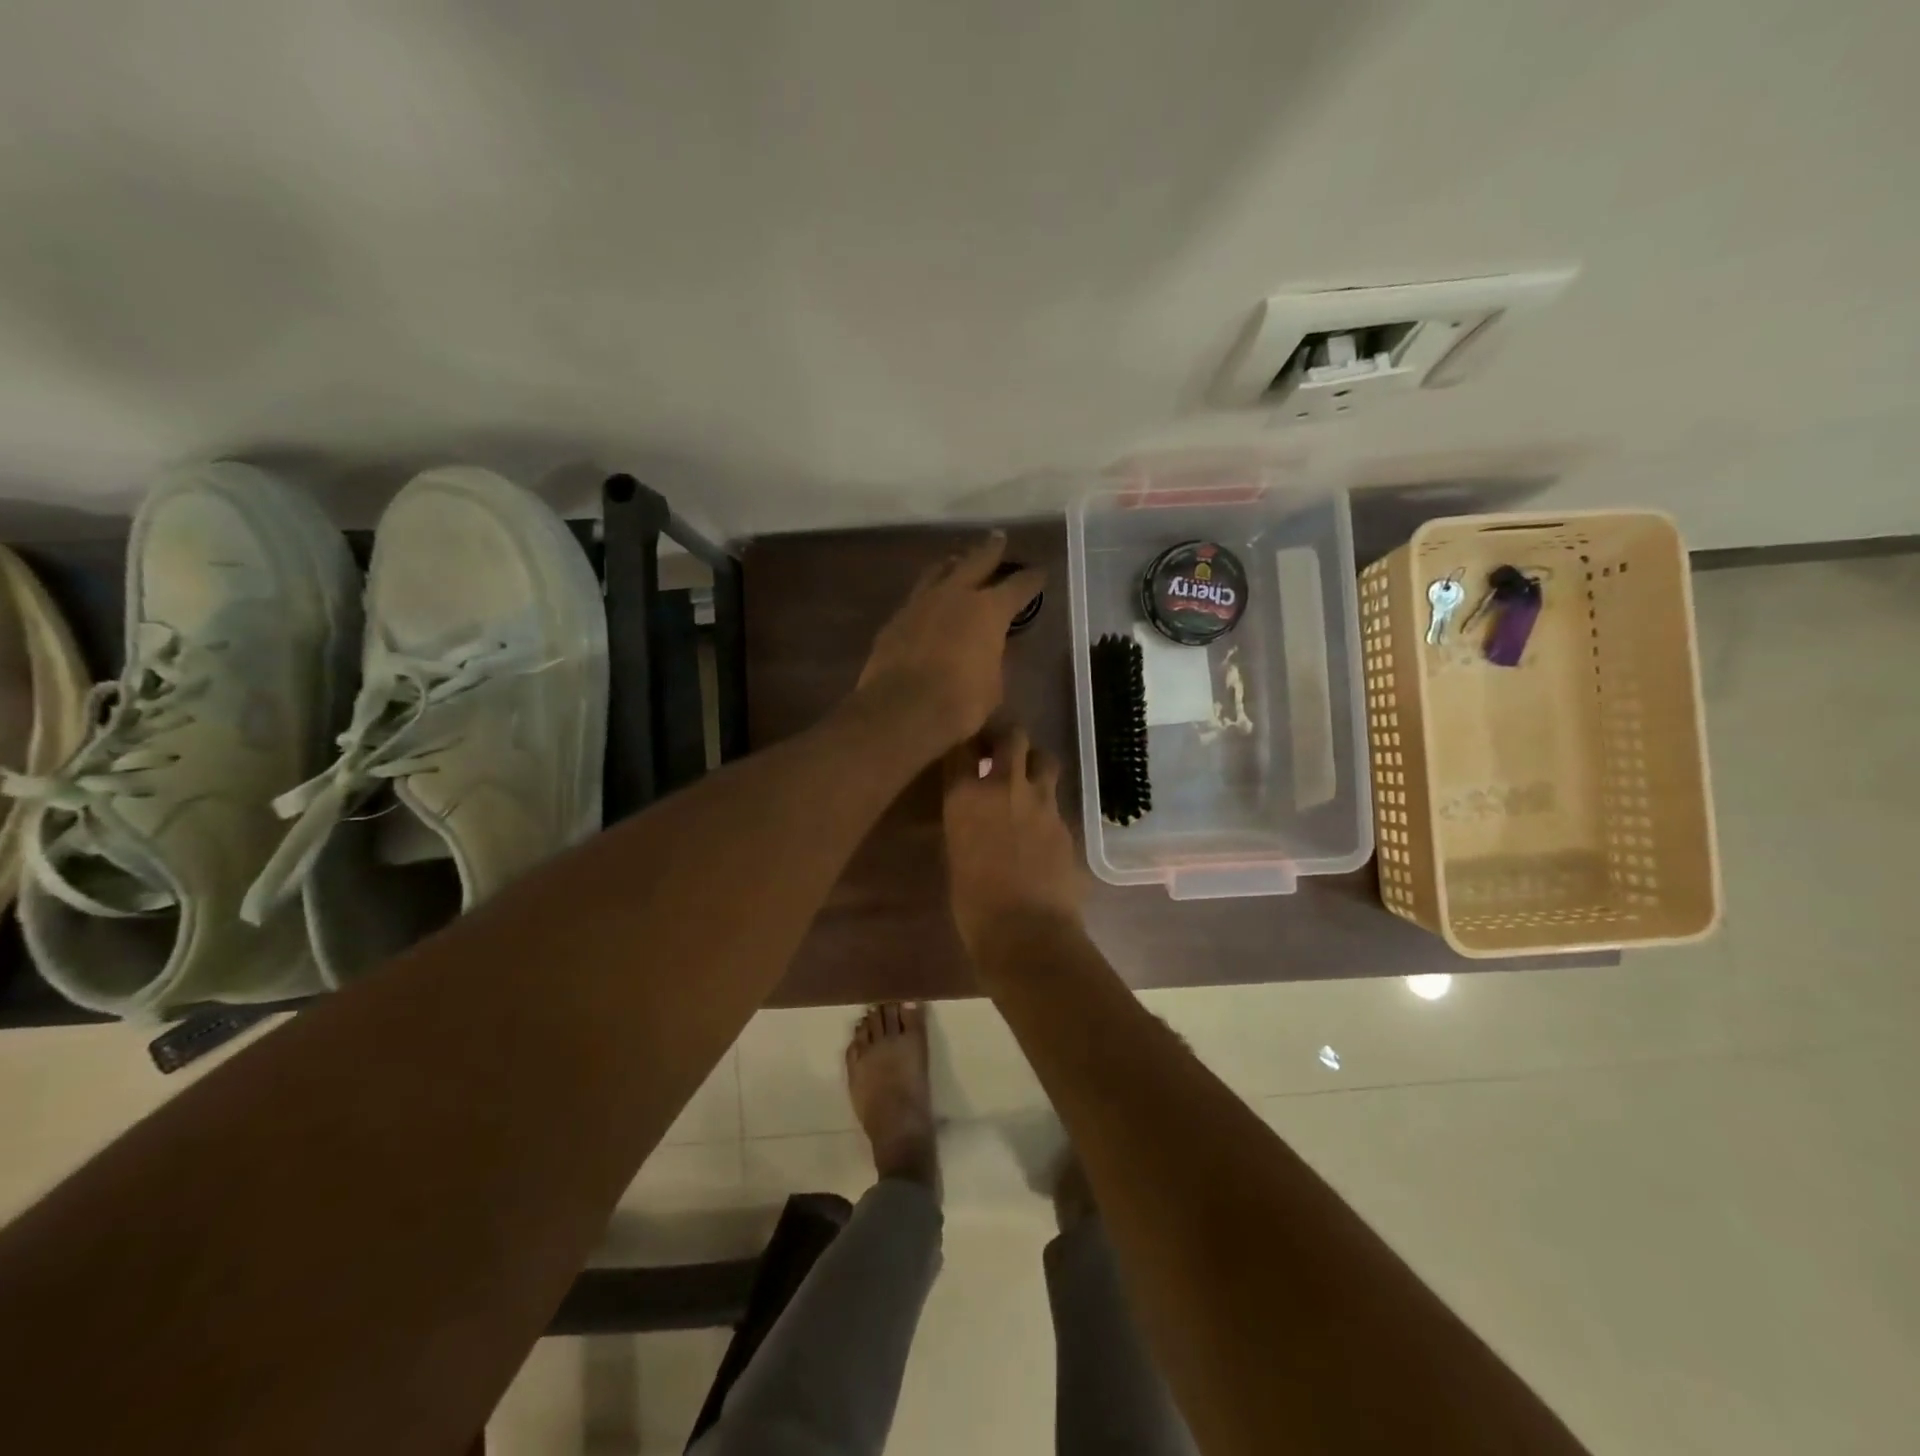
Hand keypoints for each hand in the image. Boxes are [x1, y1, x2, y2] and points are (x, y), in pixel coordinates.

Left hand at [857, 533, 1043, 750]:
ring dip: (953, 564)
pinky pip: (916, 598)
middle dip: (991, 550)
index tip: (1040, 573)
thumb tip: (990, 650)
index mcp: (989, 610)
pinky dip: (928, 595)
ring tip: (958, 561)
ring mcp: (920, 604)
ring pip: (939, 572)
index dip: (1032, 580)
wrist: (902, 710)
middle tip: (998, 539)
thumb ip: (994, 659)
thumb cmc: (960, 703)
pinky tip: (929, 602)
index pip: (1018, 586)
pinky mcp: (895, 620)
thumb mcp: (993, 685)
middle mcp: (955, 595)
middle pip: (976, 561)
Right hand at [942, 721, 1082, 953]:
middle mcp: (1005, 786)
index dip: (966, 742)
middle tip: (998, 751)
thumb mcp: (955, 855)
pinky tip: (1040, 823)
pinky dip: (1047, 802)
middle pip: (1012, 736)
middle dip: (1005, 738)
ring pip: (1044, 758)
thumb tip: (971, 813)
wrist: (1027, 932)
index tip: (966, 748)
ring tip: (1026, 778)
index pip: (962, 746)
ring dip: (1034, 762)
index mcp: (966, 795)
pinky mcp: (1066, 821)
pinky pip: (1056, 799)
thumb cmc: (973, 904)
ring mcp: (1041, 801)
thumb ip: (964, 823)